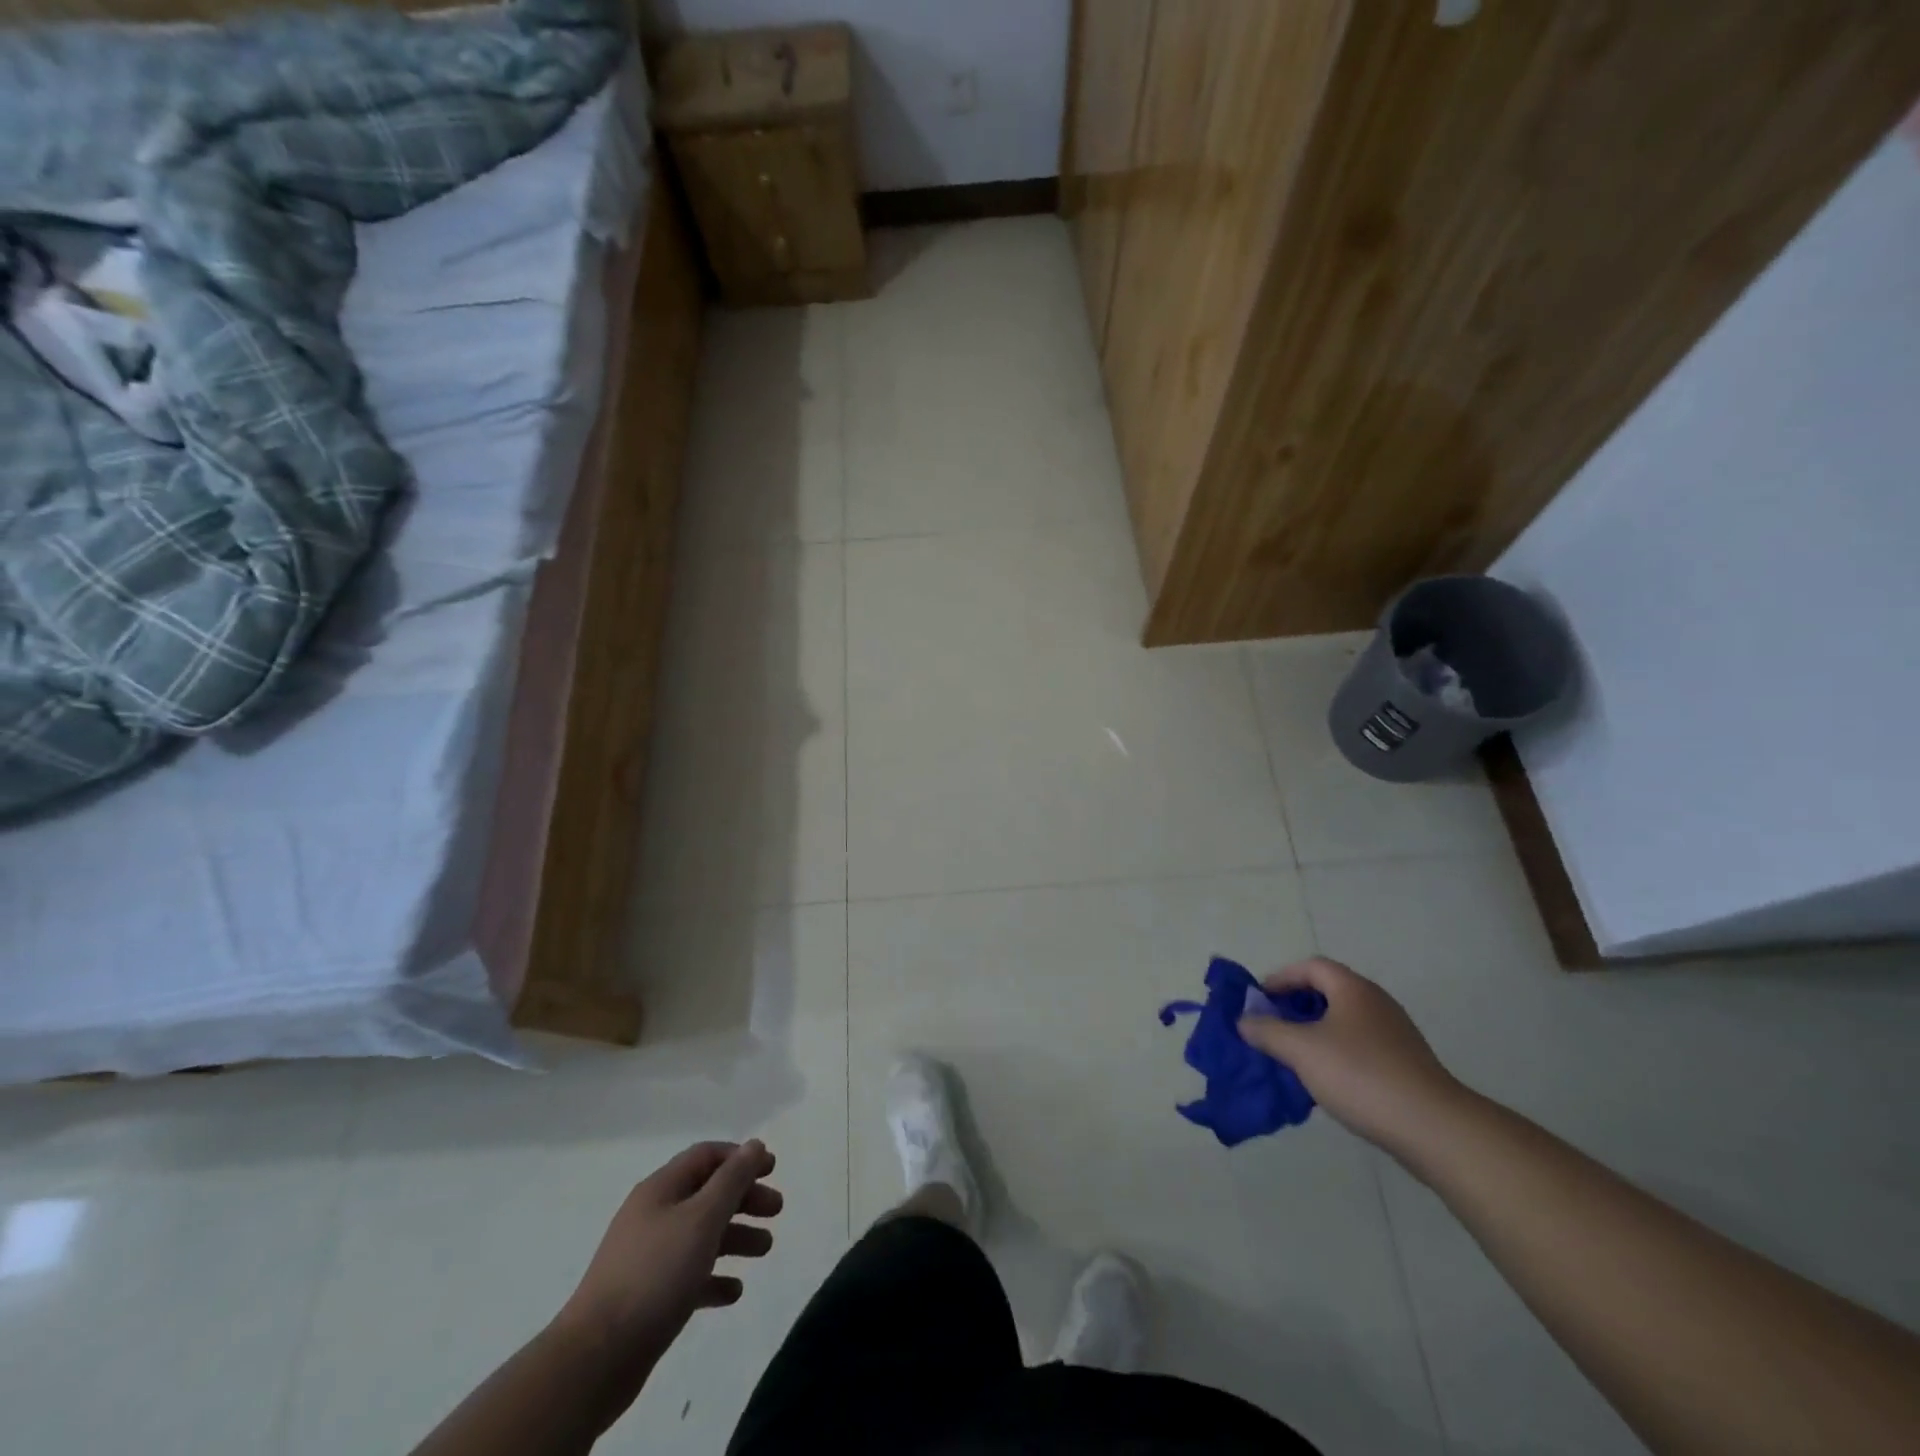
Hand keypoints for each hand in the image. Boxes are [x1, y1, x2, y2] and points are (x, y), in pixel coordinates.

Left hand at [557, 1140, 782, 1362]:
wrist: (595, 1358)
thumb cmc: (655, 1274)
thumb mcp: (702, 1218)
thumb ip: (732, 1180)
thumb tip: (754, 1145)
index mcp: (661, 1189)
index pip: (706, 1157)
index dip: (741, 1158)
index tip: (772, 1169)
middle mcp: (653, 1215)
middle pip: (707, 1194)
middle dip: (744, 1198)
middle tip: (777, 1210)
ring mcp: (648, 1258)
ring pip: (701, 1235)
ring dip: (735, 1237)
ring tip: (765, 1250)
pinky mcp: (647, 1298)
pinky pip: (688, 1276)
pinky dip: (714, 1278)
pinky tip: (734, 1291)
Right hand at [1238, 958, 1464, 1157]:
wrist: (1433, 1128)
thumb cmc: (1361, 1075)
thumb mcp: (1301, 1050)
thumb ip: (1267, 1031)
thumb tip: (1244, 1020)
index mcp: (1353, 989)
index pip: (1311, 967)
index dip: (1281, 978)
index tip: (1259, 1000)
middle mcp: (1376, 1003)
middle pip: (1328, 992)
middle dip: (1294, 1007)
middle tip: (1271, 1027)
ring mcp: (1395, 1035)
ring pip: (1343, 1022)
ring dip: (1314, 1033)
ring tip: (1291, 1056)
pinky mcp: (1405, 1065)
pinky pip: (1360, 1047)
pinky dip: (1335, 1054)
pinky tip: (1325, 1080)